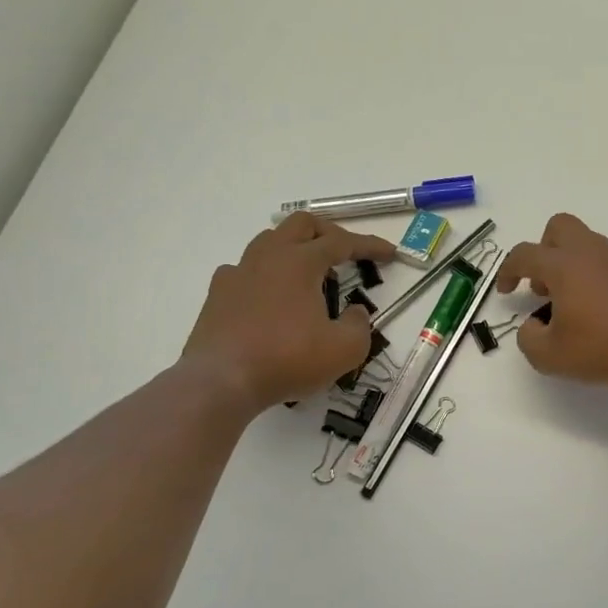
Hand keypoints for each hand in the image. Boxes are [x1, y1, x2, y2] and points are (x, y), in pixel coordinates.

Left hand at [180, 213, 394, 413]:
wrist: (221, 382)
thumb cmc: (287, 359)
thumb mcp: (344, 349)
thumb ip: (359, 325)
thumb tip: (354, 312)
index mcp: (300, 262)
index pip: (342, 242)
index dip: (369, 245)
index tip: (390, 254)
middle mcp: (268, 257)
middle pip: (301, 225)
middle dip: (329, 233)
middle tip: (346, 253)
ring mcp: (237, 273)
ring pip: (269, 241)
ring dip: (295, 249)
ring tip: (310, 274)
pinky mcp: (217, 295)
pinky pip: (245, 270)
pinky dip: (265, 274)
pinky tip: (271, 296)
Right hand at [496, 213, 607, 389]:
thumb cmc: (603, 347)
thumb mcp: (550, 356)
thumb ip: (529, 339)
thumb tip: (533, 326)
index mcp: (563, 265)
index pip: (524, 254)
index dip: (508, 270)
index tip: (505, 290)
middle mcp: (590, 252)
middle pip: (559, 228)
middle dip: (543, 251)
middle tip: (543, 286)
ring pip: (585, 244)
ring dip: (569, 265)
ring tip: (571, 305)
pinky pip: (607, 262)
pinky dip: (594, 276)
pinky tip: (599, 309)